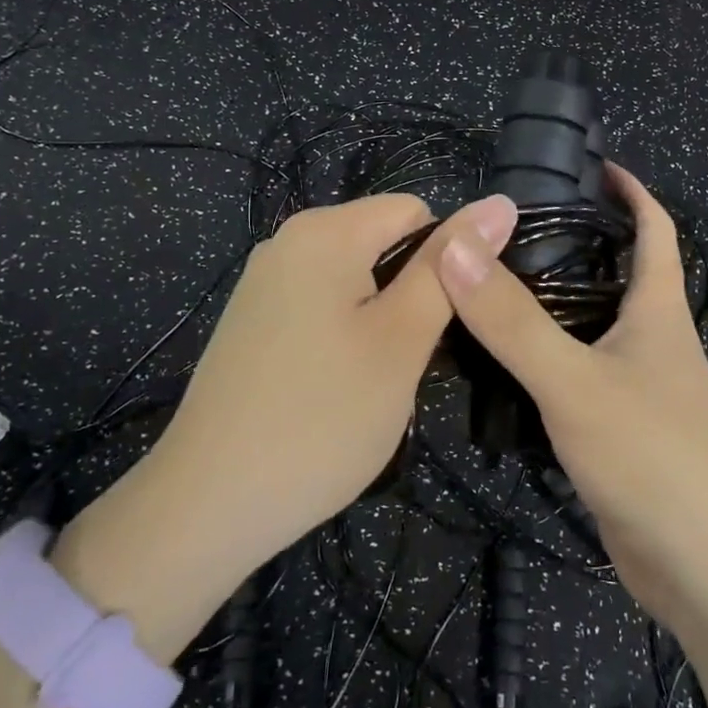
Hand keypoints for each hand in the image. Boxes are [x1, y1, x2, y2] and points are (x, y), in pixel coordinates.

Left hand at [56, 192, 515, 658]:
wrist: (208, 506)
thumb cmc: (321, 418)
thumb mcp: (401, 340)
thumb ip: (450, 268)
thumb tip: (500, 201)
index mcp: (325, 231)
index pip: (417, 212)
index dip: (444, 265)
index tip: (438, 326)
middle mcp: (288, 241)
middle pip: (384, 242)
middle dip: (410, 293)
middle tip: (406, 360)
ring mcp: (264, 282)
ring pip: (357, 279)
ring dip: (381, 320)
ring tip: (374, 380)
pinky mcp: (253, 320)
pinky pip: (323, 304)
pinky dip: (346, 335)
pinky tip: (336, 388)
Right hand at [435, 167, 707, 635]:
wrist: (707, 573)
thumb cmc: (654, 457)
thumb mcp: (573, 382)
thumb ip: (512, 320)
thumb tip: (456, 245)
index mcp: (659, 311)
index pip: (656, 228)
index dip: (630, 191)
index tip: (589, 165)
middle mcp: (654, 341)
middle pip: (618, 274)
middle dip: (576, 244)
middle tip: (509, 230)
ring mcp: (641, 388)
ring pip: (592, 328)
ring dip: (553, 305)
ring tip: (491, 288)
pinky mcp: (621, 431)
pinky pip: (579, 377)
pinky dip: (546, 360)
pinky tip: (503, 367)